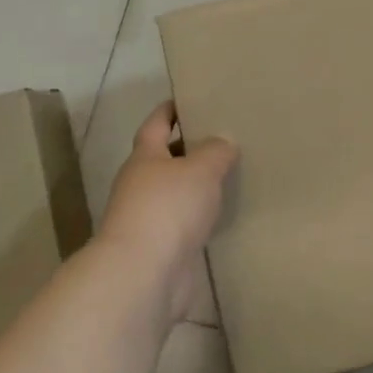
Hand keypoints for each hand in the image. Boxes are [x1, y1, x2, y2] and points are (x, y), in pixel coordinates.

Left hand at [100, 102, 237, 322]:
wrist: (144, 275)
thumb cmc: (168, 208)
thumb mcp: (200, 168)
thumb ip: (215, 151)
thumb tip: (223, 141)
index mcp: (144, 158)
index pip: (156, 124)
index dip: (170, 110)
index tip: (189, 98)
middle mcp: (141, 185)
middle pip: (165, 159)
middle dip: (189, 149)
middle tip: (223, 137)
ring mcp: (150, 220)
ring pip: (177, 193)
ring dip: (197, 186)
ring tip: (230, 174)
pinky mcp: (163, 249)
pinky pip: (186, 224)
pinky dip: (202, 217)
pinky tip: (224, 214)